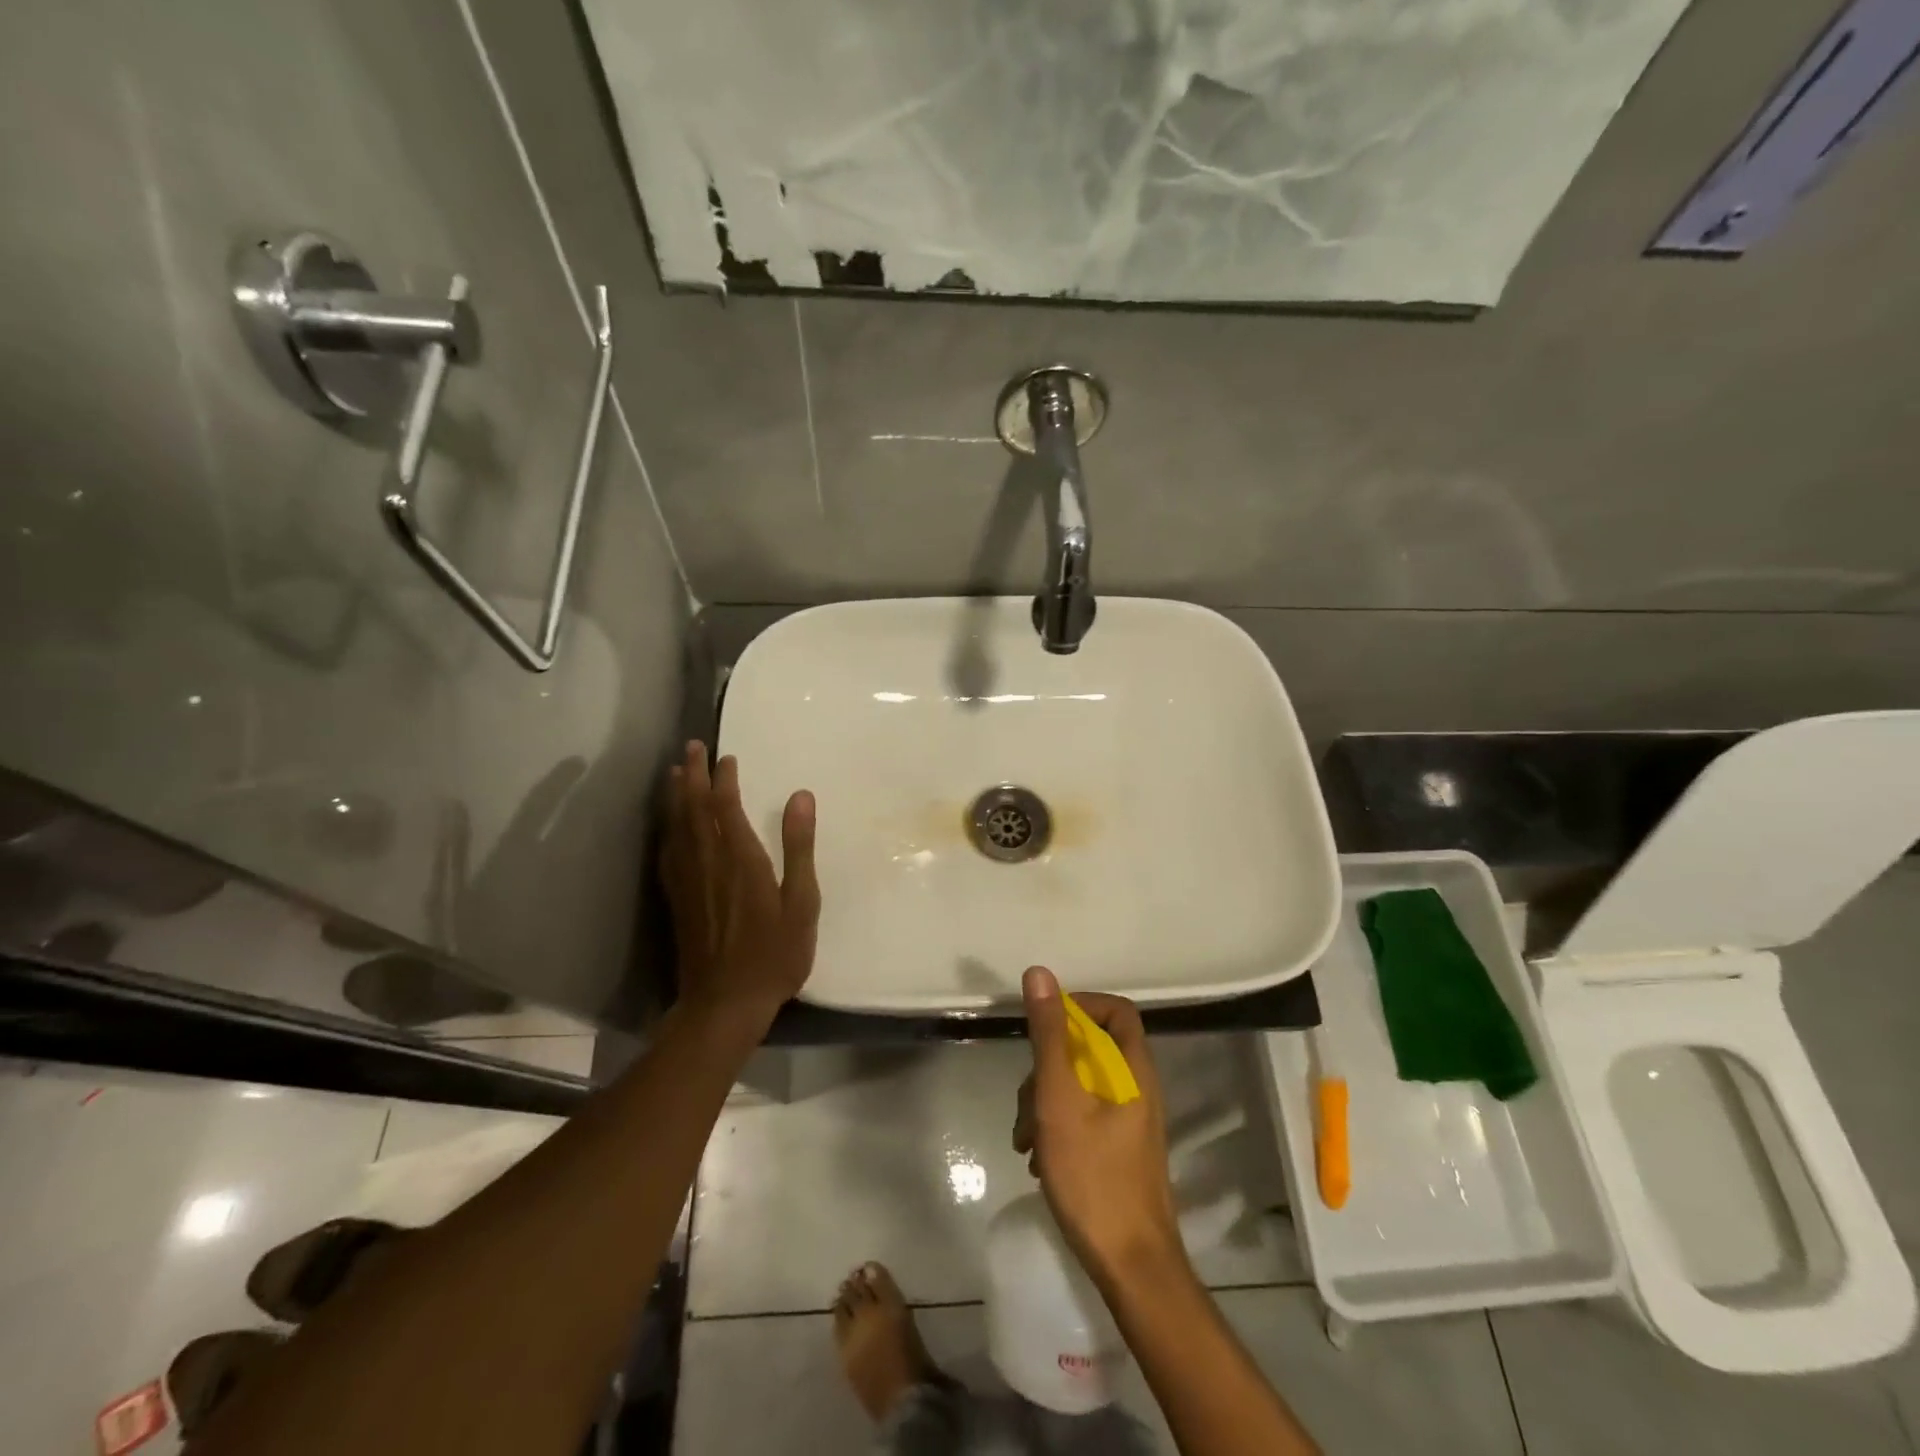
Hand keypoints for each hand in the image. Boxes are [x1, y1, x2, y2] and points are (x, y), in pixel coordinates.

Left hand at [660, 742, 819, 1026]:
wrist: (725, 1003)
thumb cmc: (774, 954)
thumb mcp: (801, 902)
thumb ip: (799, 847)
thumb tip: (801, 796)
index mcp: (741, 860)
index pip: (726, 807)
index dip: (724, 779)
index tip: (726, 756)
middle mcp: (708, 863)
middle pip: (695, 809)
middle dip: (693, 775)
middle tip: (691, 747)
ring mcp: (687, 882)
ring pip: (676, 827)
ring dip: (676, 796)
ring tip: (675, 772)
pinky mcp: (677, 900)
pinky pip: (668, 852)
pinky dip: (667, 829)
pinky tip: (668, 825)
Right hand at [1013, 967, 1184, 1284]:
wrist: (1130, 1265)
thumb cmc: (1093, 1175)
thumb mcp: (1059, 1098)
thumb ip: (1048, 1035)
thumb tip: (1039, 973)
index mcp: (1133, 1069)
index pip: (1115, 1010)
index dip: (1079, 1006)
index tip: (1043, 1025)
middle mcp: (1137, 1087)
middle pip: (1090, 1048)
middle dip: (1048, 1067)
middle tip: (1026, 1102)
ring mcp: (1129, 1120)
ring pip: (1080, 1085)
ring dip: (1045, 1102)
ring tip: (1025, 1141)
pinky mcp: (1119, 1148)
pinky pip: (1083, 1115)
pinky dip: (1056, 1126)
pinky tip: (1037, 1158)